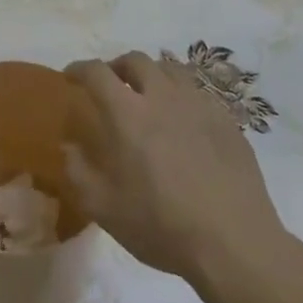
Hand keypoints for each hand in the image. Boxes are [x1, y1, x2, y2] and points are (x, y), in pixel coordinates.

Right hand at [64, 52, 286, 282]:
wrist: (233, 242)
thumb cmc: (160, 225)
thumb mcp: (103, 208)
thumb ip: (78, 171)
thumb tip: (69, 146)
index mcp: (127, 113)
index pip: (97, 72)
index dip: (80, 69)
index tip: (71, 77)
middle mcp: (162, 97)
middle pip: (136, 60)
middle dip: (117, 67)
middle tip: (111, 86)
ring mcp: (199, 105)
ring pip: (170, 70)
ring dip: (151, 75)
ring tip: (147, 96)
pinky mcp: (226, 120)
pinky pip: (197, 93)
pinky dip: (180, 97)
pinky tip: (182, 122)